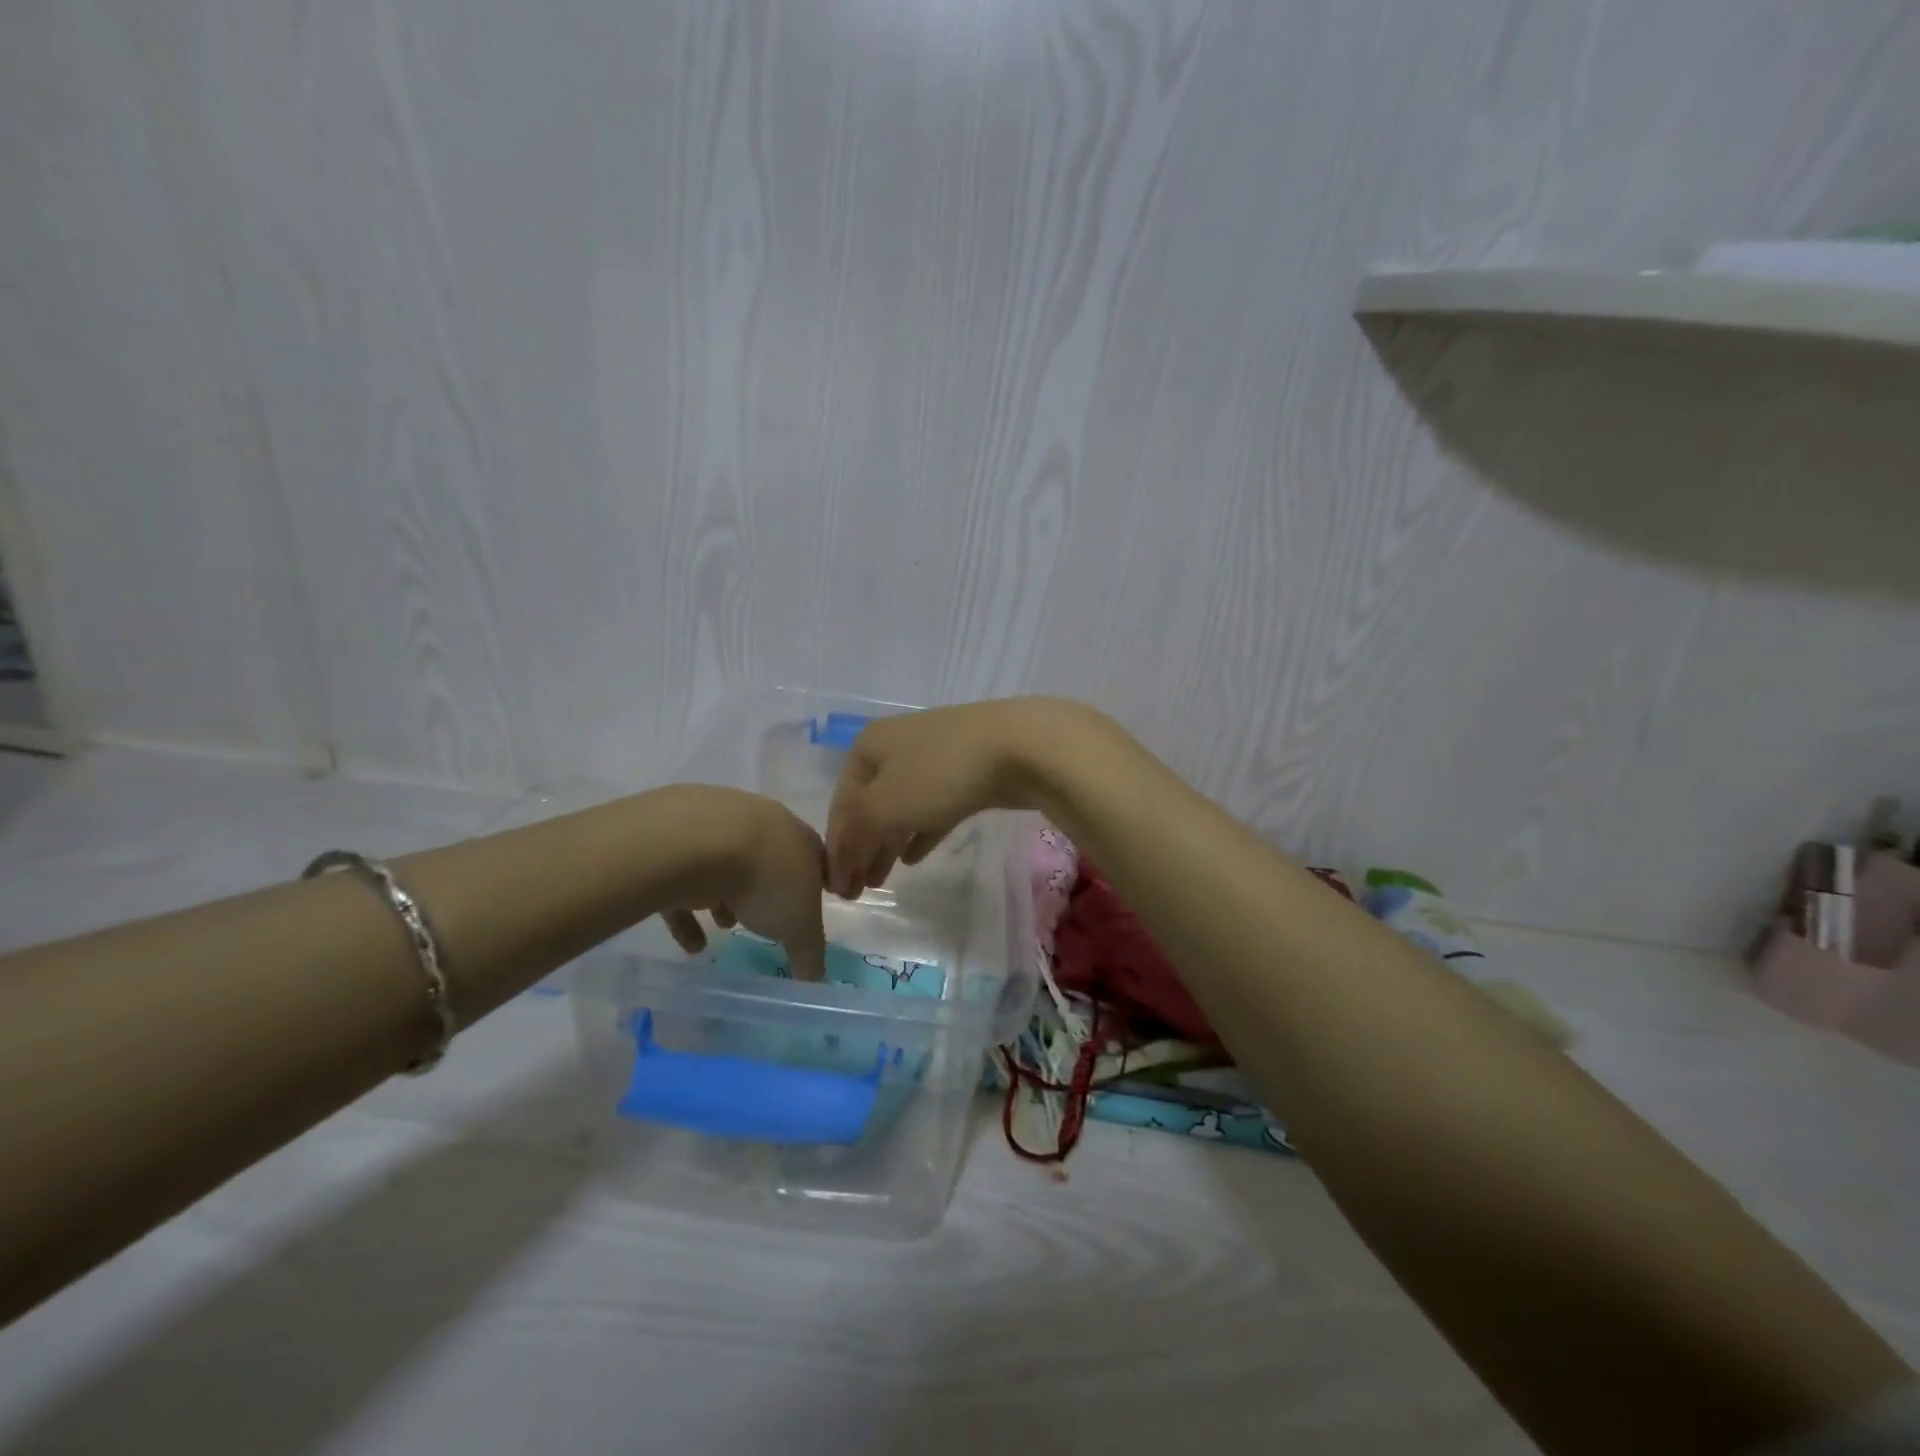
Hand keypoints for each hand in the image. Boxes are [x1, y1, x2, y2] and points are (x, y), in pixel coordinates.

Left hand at [656, 787, 828, 980]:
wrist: (699, 842)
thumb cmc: (766, 880)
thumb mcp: (800, 927)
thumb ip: (810, 954)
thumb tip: (815, 981)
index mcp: (800, 838)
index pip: (815, 862)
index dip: (812, 888)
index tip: (804, 913)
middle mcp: (763, 824)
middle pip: (769, 860)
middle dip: (766, 892)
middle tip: (763, 921)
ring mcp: (719, 825)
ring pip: (727, 865)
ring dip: (726, 897)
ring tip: (723, 928)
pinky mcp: (679, 838)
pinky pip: (687, 877)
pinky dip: (688, 909)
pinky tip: (689, 942)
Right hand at [825, 698, 1096, 897]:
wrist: (1020, 746)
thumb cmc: (940, 774)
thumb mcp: (885, 805)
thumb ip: (856, 834)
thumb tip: (839, 859)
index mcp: (869, 746)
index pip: (842, 802)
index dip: (836, 847)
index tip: (834, 887)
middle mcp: (897, 746)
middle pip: (870, 805)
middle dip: (861, 848)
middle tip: (856, 891)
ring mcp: (935, 758)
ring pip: (902, 808)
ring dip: (887, 844)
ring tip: (880, 881)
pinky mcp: (967, 774)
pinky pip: (933, 808)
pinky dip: (919, 832)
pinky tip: (912, 858)